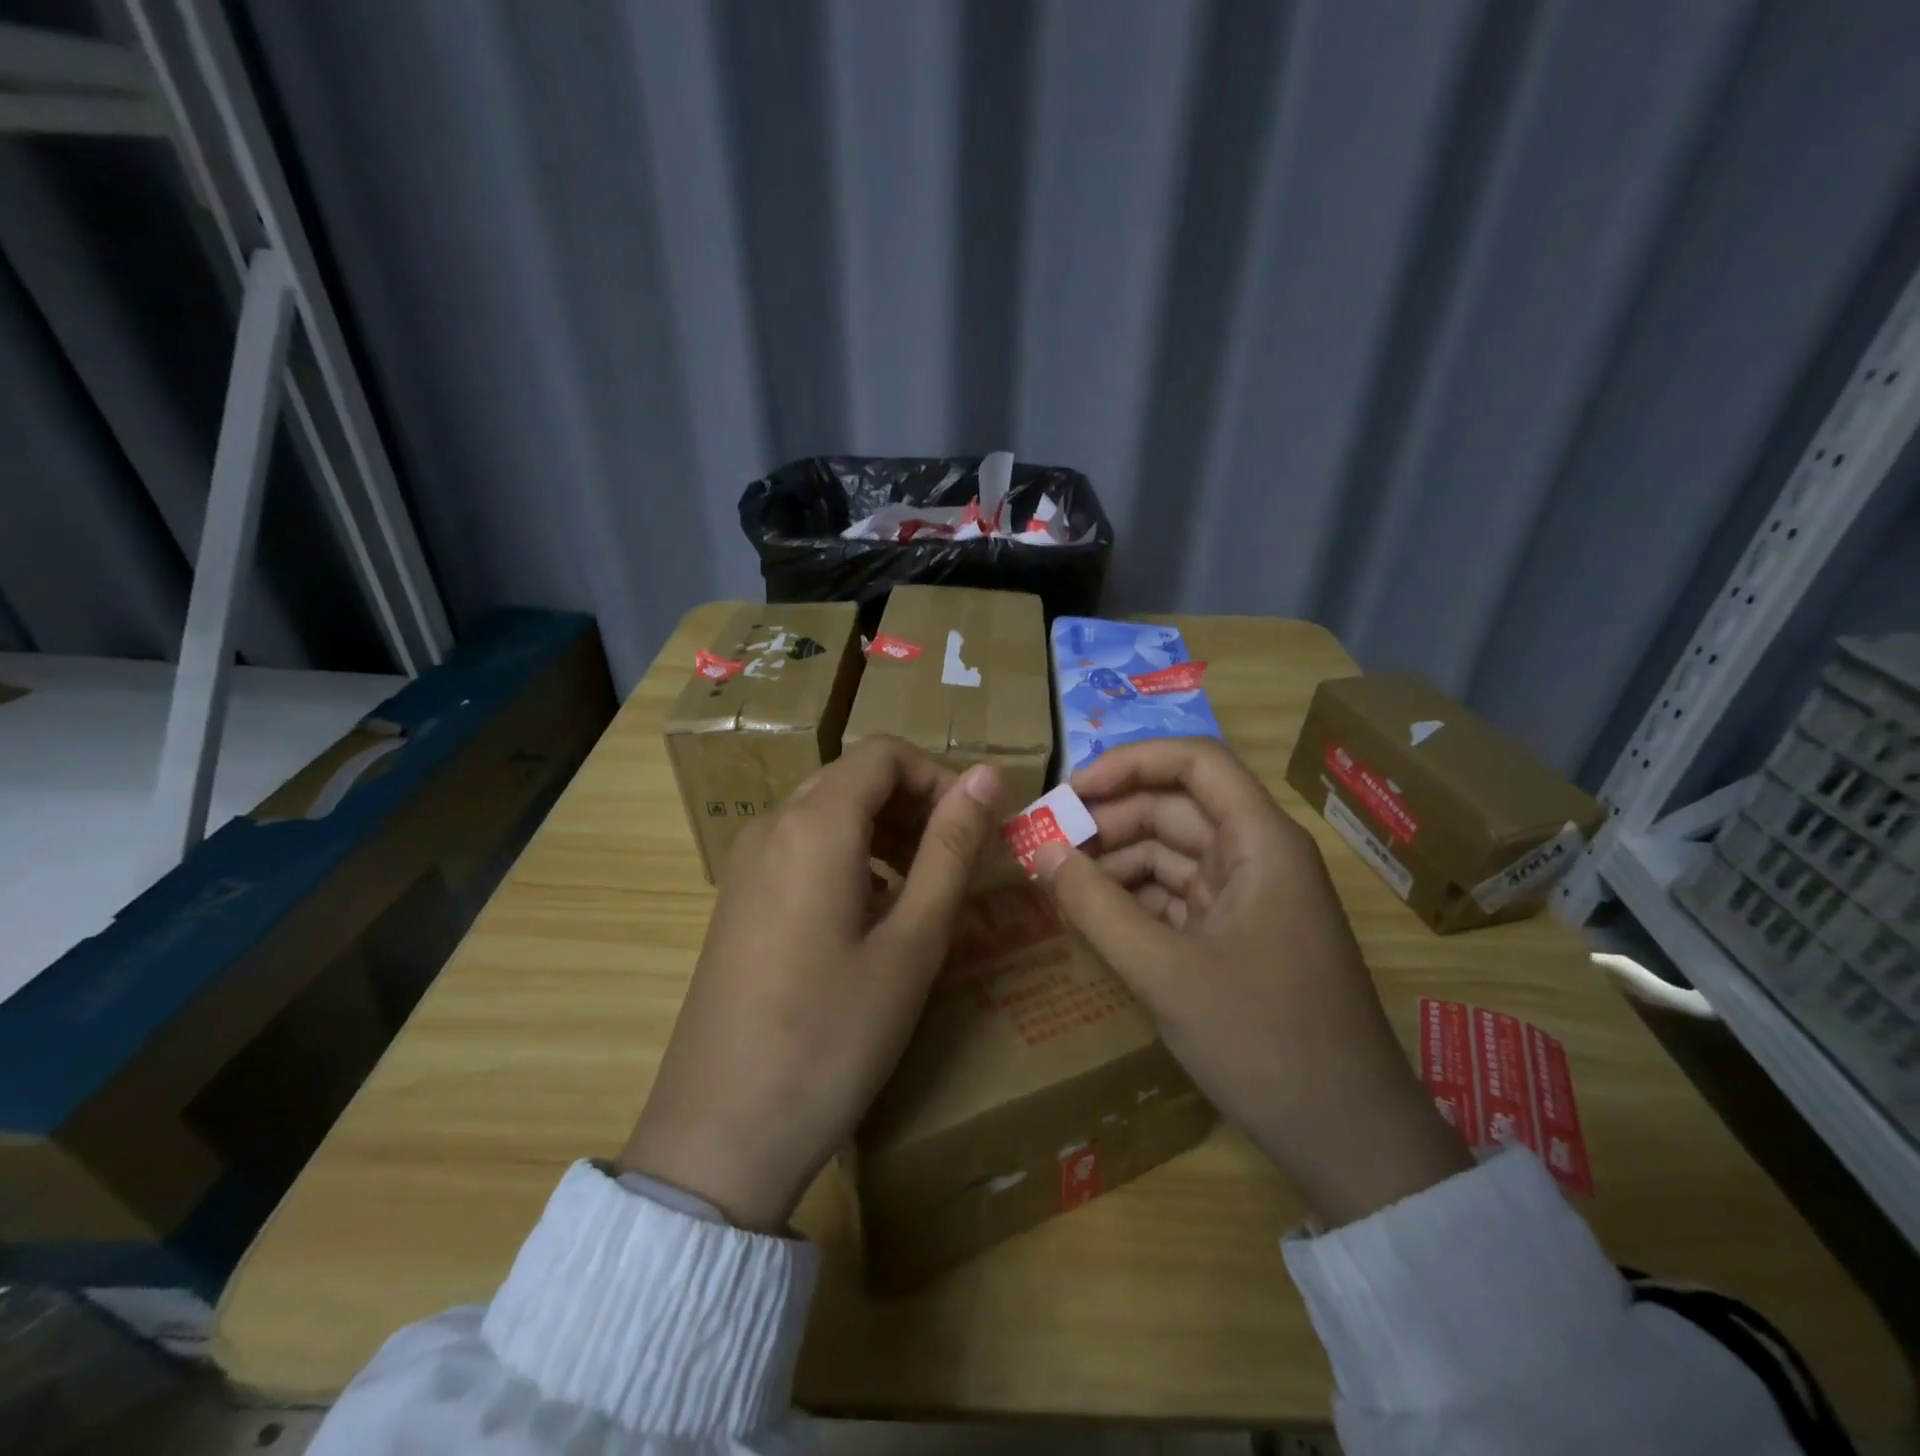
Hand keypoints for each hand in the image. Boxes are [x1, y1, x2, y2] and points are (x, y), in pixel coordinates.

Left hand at [619, 736, 1001, 1231]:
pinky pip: (801, 847)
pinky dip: (848, 857)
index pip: (884, 752)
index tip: (973, 829)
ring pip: (827, 812)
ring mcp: (746, 862)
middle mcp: (772, 826)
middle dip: (914, 804)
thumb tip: (988, 774)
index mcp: (815, 824)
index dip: (938, 777)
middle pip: (854, 777)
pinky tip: (869, 918)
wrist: (720, 1134)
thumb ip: (951, 848)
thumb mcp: (912, 942)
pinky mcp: (737, 898)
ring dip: (883, 831)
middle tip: (955, 863)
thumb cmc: (833, 1036)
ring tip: (920, 892)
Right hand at [1034, 738, 1470, 1226]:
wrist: (1347, 1137)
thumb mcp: (1164, 973)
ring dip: (1115, 863)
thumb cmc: (1263, 1040)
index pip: (1194, 762)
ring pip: (1170, 854)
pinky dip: (1133, 901)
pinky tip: (1091, 917)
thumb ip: (1095, 907)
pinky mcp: (1236, 936)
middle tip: (1044, 844)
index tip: (1069, 792)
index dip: (1128, 763)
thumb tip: (1040, 850)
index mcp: (1260, 842)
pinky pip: (1175, 897)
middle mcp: (1257, 856)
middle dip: (1108, 821)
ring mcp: (1248, 898)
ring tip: (1056, 883)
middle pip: (1174, 809)